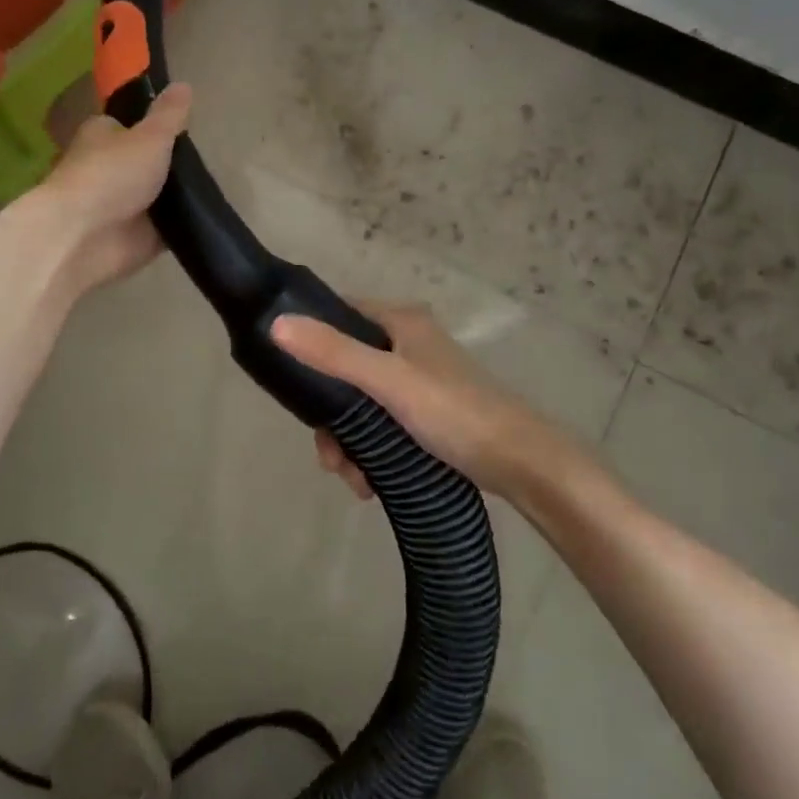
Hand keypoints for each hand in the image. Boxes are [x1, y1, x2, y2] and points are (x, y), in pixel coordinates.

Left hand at [31, 83, 191, 295]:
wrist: (84, 237)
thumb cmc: (112, 174)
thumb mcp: (150, 136)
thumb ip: (170, 115)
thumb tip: (184, 84)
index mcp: (103, 135)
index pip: (130, 125)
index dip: (156, 127)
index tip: (187, 130)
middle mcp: (108, 168)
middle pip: (148, 162)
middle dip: (172, 165)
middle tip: (208, 162)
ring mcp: (121, 205)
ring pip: (158, 196)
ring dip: (178, 197)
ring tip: (212, 190)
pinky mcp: (134, 238)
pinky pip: (165, 228)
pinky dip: (181, 225)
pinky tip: (205, 218)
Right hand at [272, 301, 592, 504]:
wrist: (521, 463)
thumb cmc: (454, 411)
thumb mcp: (389, 381)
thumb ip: (334, 353)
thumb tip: (276, 324)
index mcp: (400, 321)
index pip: (339, 314)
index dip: (311, 340)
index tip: (292, 384)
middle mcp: (407, 343)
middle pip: (345, 368)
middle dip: (331, 417)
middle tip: (330, 456)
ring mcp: (417, 381)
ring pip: (360, 403)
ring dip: (349, 442)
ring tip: (354, 479)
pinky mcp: (426, 415)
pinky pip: (381, 426)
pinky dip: (370, 452)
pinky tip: (369, 483)